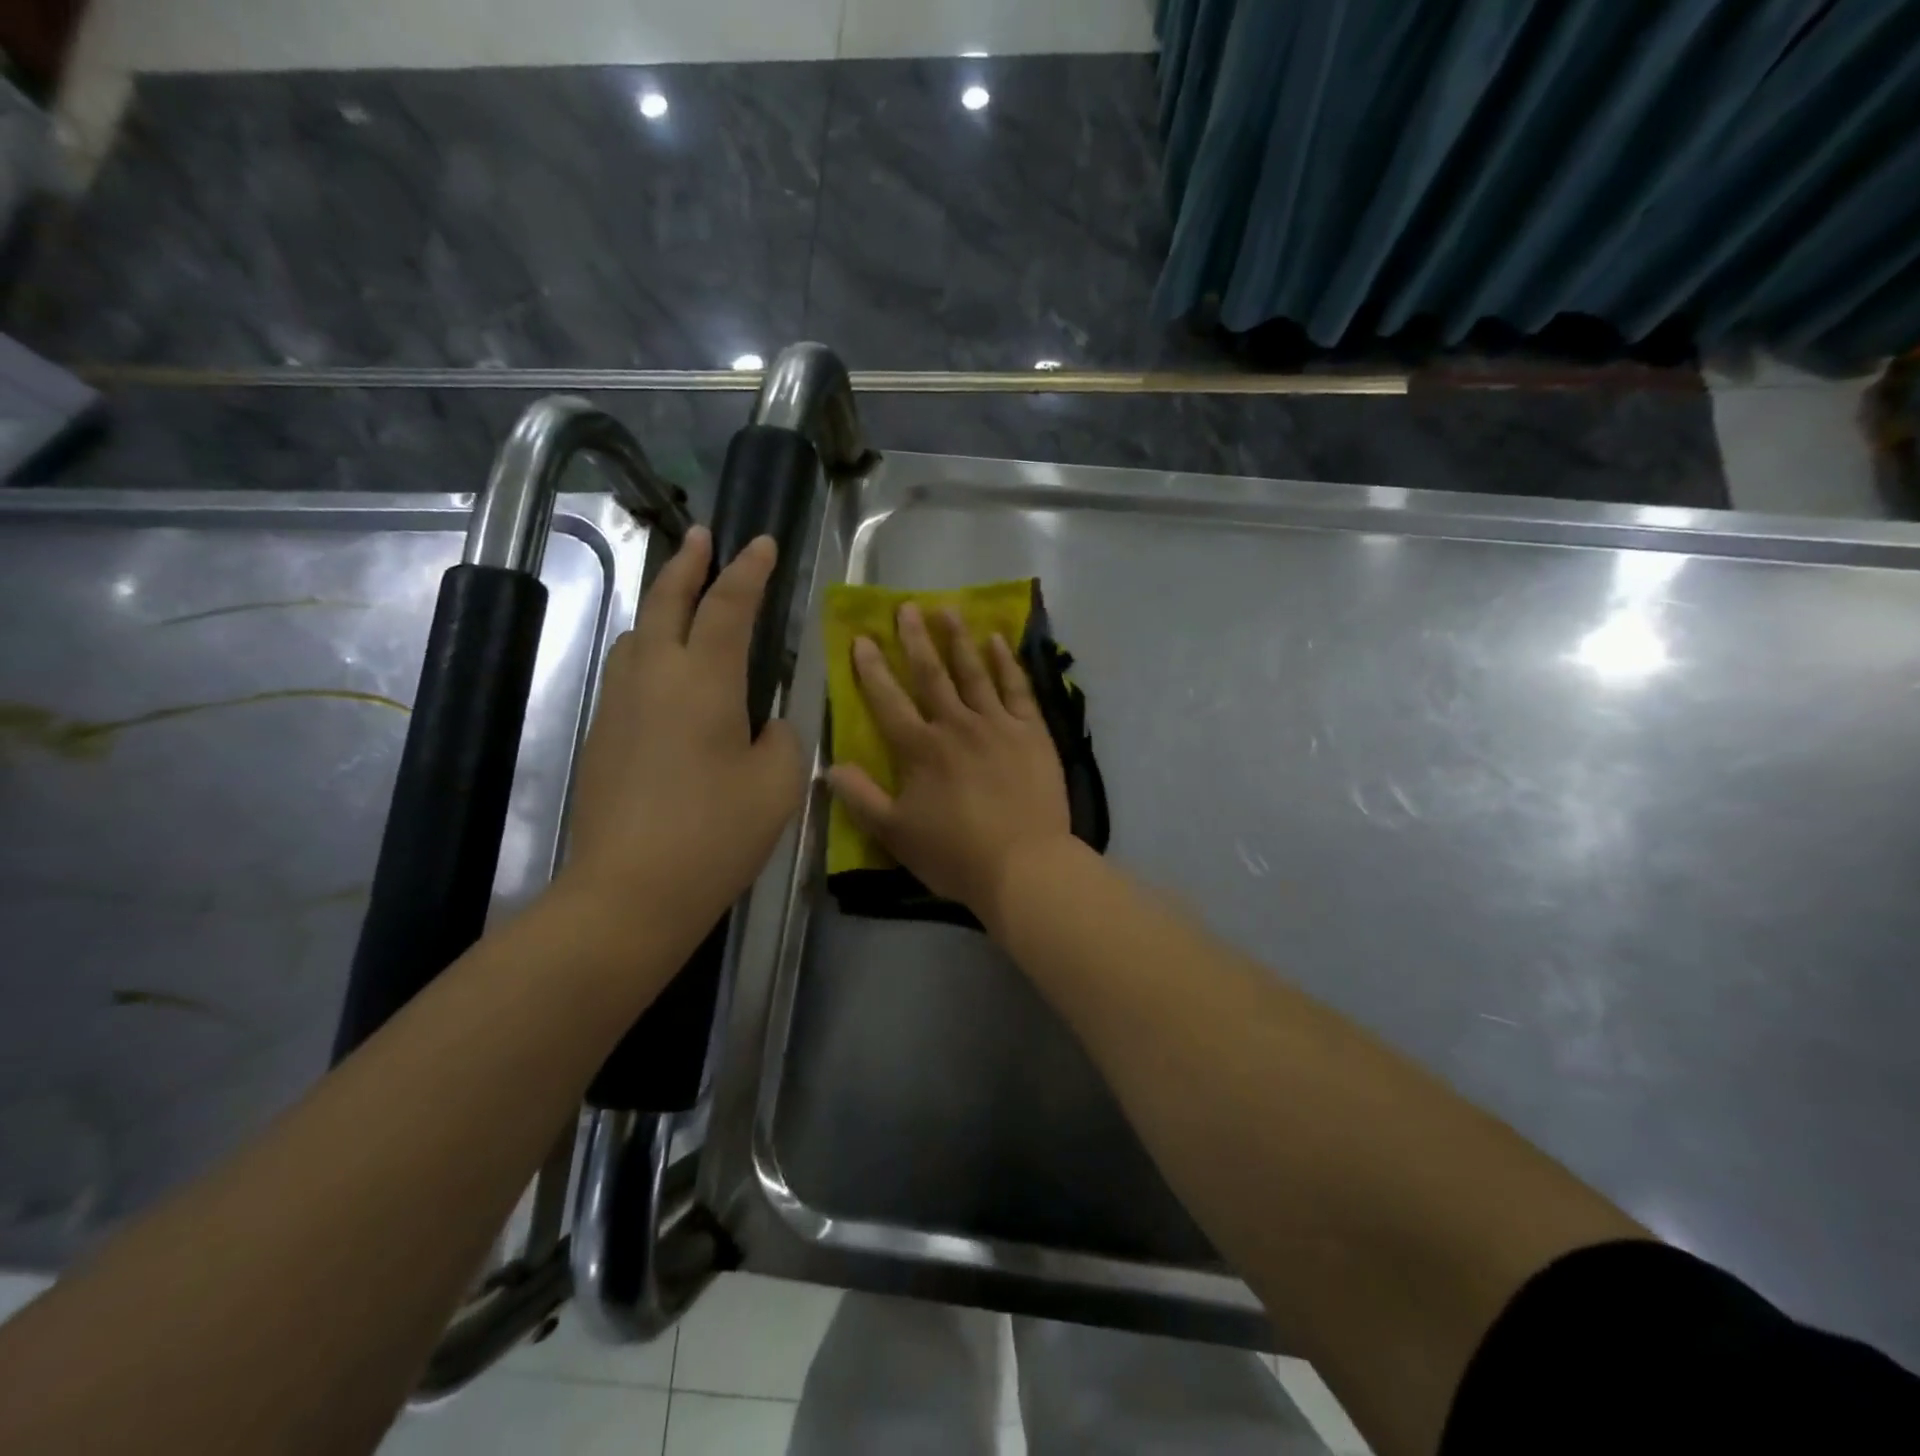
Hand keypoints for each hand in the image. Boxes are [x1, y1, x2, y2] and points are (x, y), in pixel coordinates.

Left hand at [559, 526, 804, 949]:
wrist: (630, 890)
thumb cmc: (717, 833)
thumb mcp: (778, 783)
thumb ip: (782, 738)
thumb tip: (766, 724)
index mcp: (705, 680)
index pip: (729, 606)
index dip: (748, 570)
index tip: (761, 543)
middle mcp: (655, 676)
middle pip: (667, 601)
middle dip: (688, 564)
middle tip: (702, 535)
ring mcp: (619, 704)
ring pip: (638, 634)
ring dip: (663, 605)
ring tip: (682, 599)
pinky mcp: (601, 734)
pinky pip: (627, 671)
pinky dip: (650, 649)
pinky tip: (665, 671)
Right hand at [828, 603, 1071, 932]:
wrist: (1024, 865)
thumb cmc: (955, 854)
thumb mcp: (895, 834)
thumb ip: (861, 798)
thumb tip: (828, 767)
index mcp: (920, 749)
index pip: (888, 700)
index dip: (872, 669)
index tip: (862, 638)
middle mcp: (956, 726)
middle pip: (931, 674)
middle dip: (915, 639)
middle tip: (906, 606)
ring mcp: (998, 725)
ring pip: (974, 672)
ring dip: (958, 639)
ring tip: (947, 610)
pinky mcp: (1032, 732)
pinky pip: (1017, 688)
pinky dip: (1006, 662)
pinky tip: (997, 641)